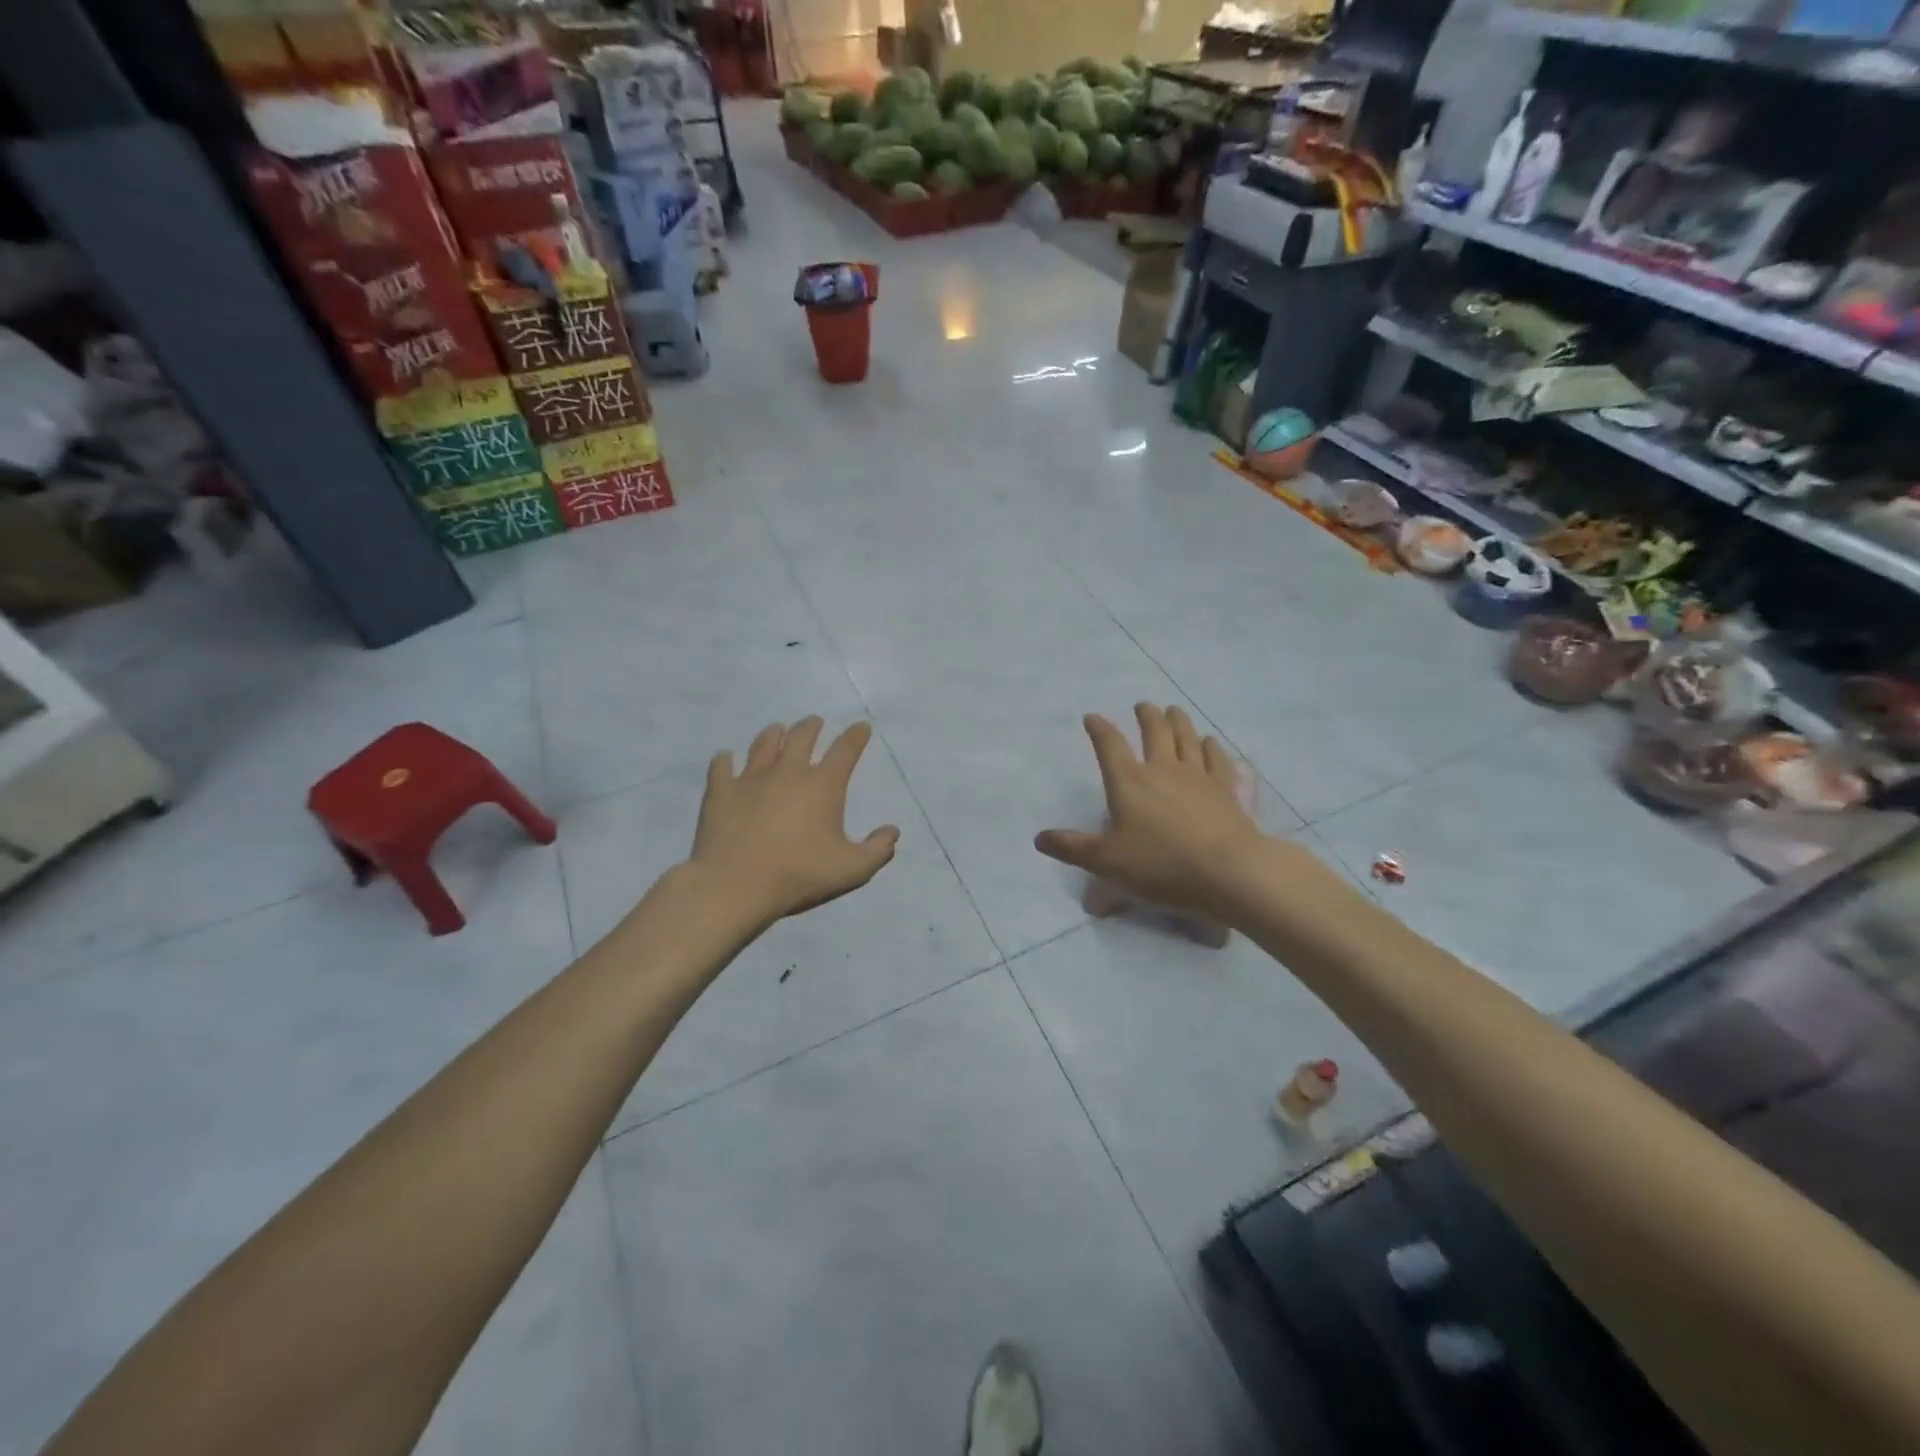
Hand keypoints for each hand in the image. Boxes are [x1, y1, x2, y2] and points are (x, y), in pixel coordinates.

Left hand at [690, 716, 899, 923]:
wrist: (735, 884)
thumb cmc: (799, 874)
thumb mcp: (852, 869)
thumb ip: (878, 849)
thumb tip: (892, 831)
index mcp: (823, 785)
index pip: (845, 750)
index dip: (856, 736)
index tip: (861, 728)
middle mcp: (788, 771)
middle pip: (802, 736)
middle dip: (812, 726)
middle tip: (815, 722)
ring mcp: (751, 778)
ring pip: (764, 744)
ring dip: (773, 734)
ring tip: (777, 730)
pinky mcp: (721, 791)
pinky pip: (722, 766)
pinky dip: (725, 759)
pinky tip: (725, 758)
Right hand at [1035, 704, 1264, 923]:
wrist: (1226, 870)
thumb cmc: (1160, 864)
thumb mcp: (1106, 861)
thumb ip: (1072, 848)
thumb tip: (1039, 838)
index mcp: (1129, 782)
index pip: (1110, 745)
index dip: (1099, 728)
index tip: (1091, 717)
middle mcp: (1163, 769)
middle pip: (1155, 731)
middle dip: (1146, 716)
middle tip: (1143, 706)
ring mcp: (1198, 776)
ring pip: (1187, 738)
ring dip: (1178, 721)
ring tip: (1173, 711)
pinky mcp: (1226, 789)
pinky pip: (1218, 759)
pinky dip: (1212, 747)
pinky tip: (1210, 742)